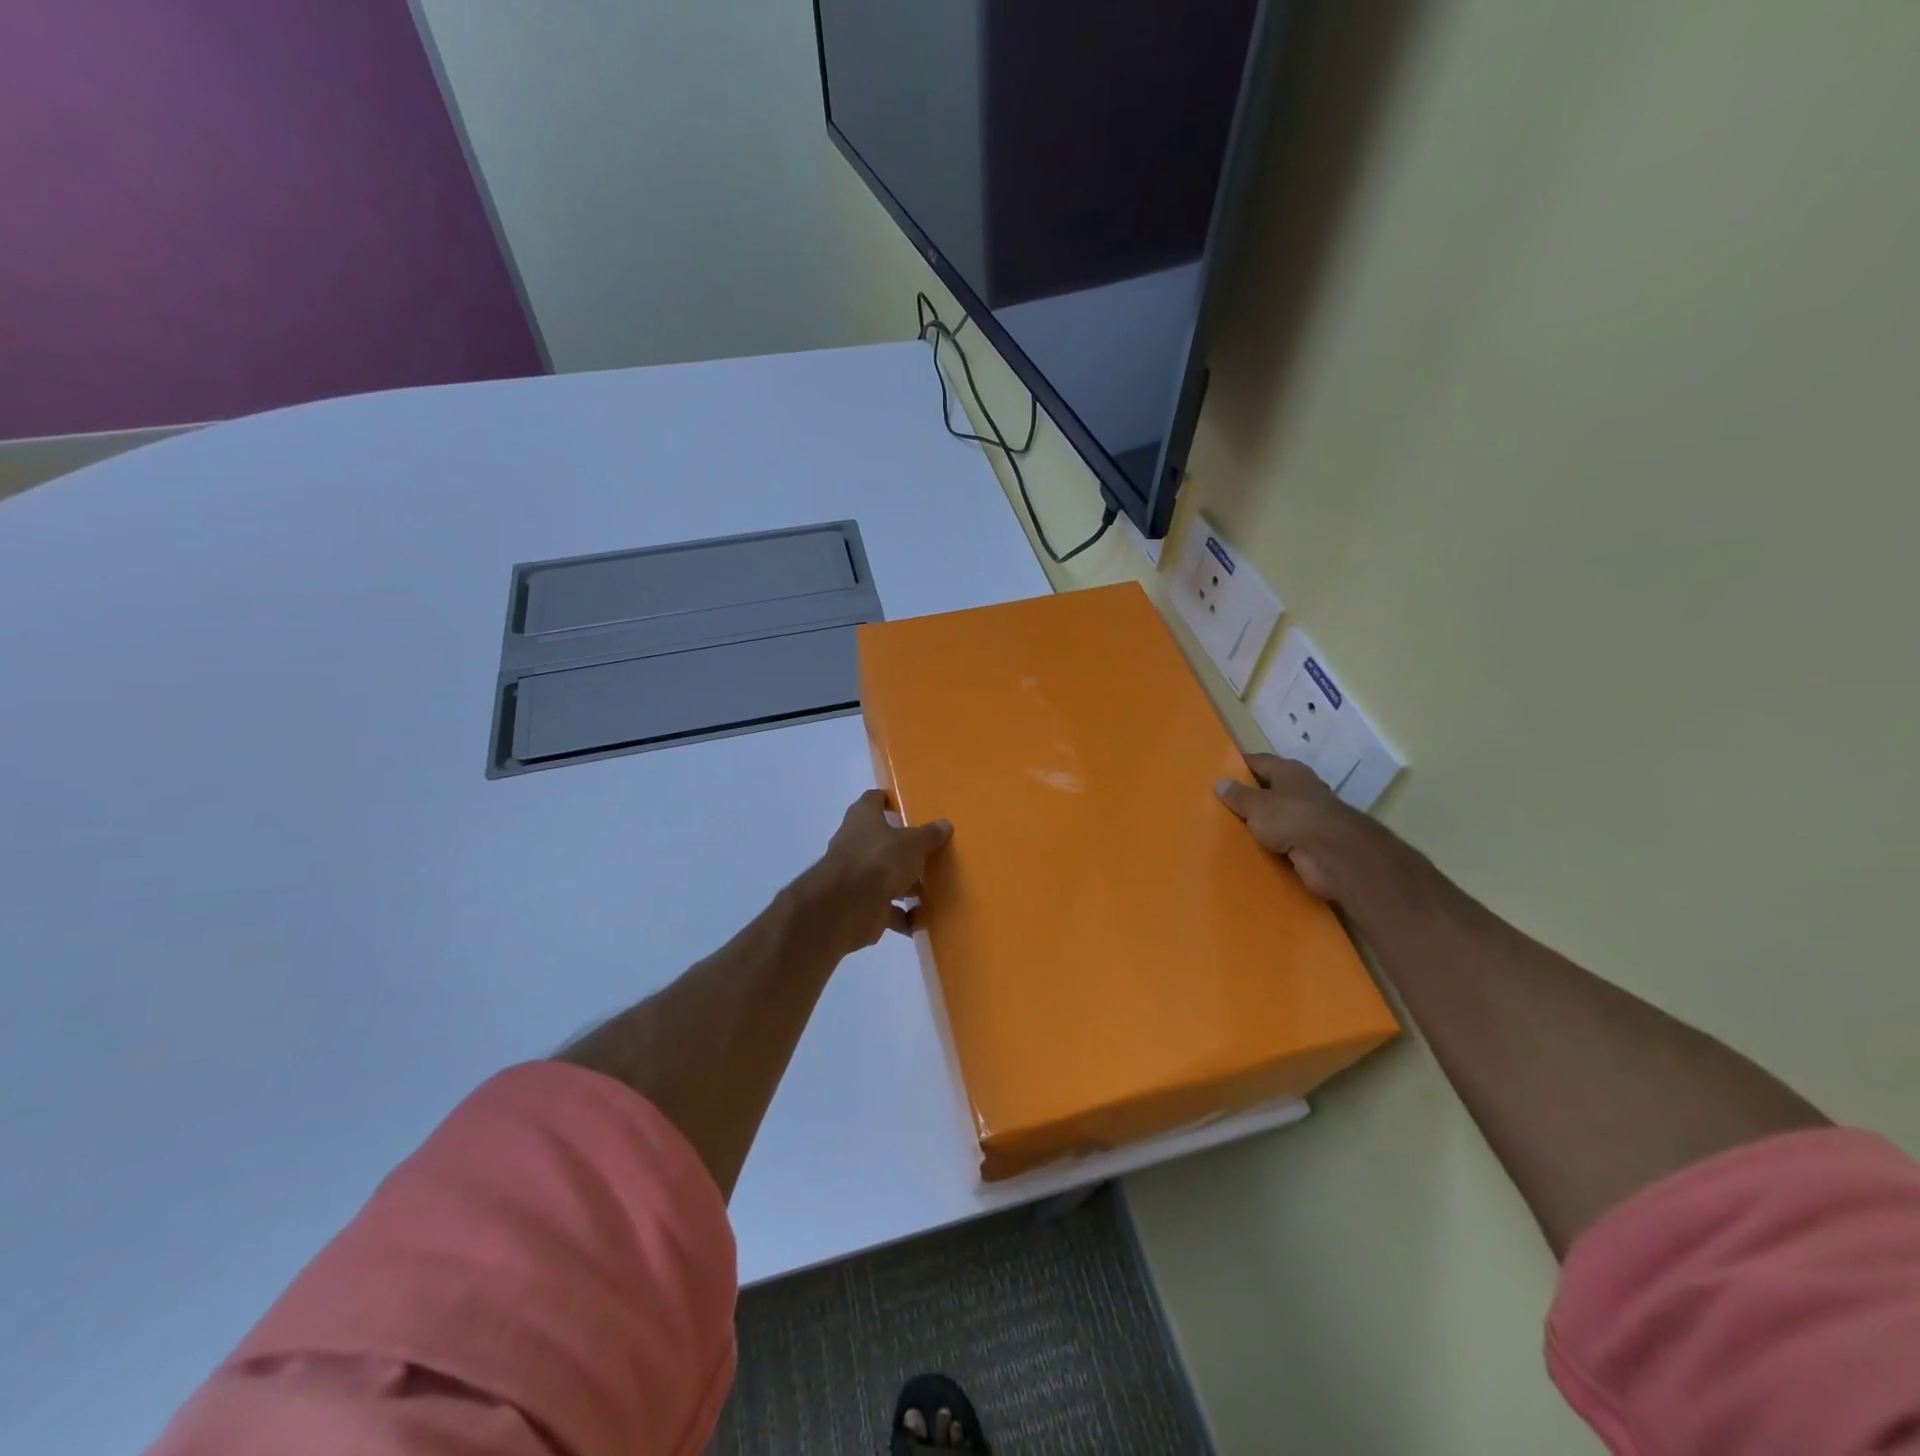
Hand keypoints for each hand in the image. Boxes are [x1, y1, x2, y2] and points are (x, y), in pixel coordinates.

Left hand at [807, 790, 953, 950]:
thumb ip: (928, 835)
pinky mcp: (860, 906)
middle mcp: (855, 843)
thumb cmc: (879, 859)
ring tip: (934, 890)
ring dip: (906, 886)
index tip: (907, 807)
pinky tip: (922, 920)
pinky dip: (903, 916)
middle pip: (882, 842)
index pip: (873, 800)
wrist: (847, 906)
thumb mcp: (912, 843)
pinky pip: (887, 909)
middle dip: (904, 850)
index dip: (888, 801)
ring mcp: (855, 876)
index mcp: (863, 818)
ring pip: (885, 877)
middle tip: (931, 854)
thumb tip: (944, 824)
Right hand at [1215, 753, 1369, 901]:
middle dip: (1249, 796)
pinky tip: (1252, 848)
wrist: (1333, 854)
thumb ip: (1237, 795)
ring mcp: (1310, 816)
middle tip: (1221, 803)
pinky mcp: (1313, 842)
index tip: (1219, 773)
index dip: (1239, 766)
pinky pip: (1285, 839)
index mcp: (1289, 771)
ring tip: (1232, 828)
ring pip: (1278, 815)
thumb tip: (1220, 782)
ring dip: (1261, 822)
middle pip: (1270, 788)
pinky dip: (1271, 843)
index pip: (1259, 761)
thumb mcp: (1255, 804)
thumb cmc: (1291, 817)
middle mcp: (1302, 789)